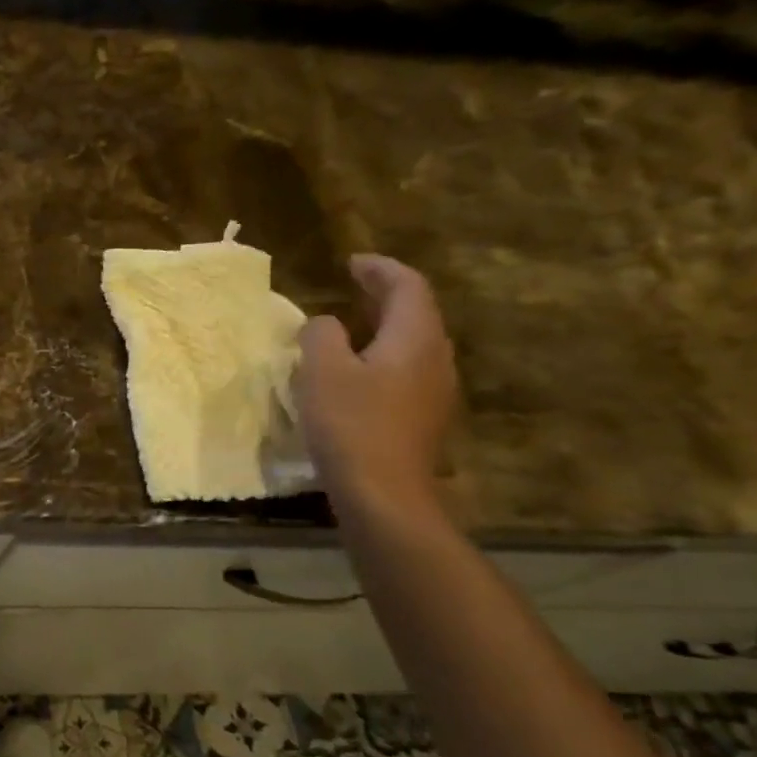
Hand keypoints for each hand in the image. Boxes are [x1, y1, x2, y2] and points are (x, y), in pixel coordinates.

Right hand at [295, 254, 456, 511]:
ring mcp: (435, 391)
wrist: (384, 494)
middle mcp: (435, 359)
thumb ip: (321, 336)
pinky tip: (359, 371)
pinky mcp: (424, 419)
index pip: (407, 286)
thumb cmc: (351, 424)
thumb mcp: (321, 371)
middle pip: (418, 313)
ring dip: (385, 326)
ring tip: (354, 325)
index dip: (380, 269)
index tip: (352, 262)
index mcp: (415, 339)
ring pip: (414, 343)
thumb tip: (326, 324)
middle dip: (386, 294)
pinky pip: (408, 370)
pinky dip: (385, 355)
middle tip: (354, 285)